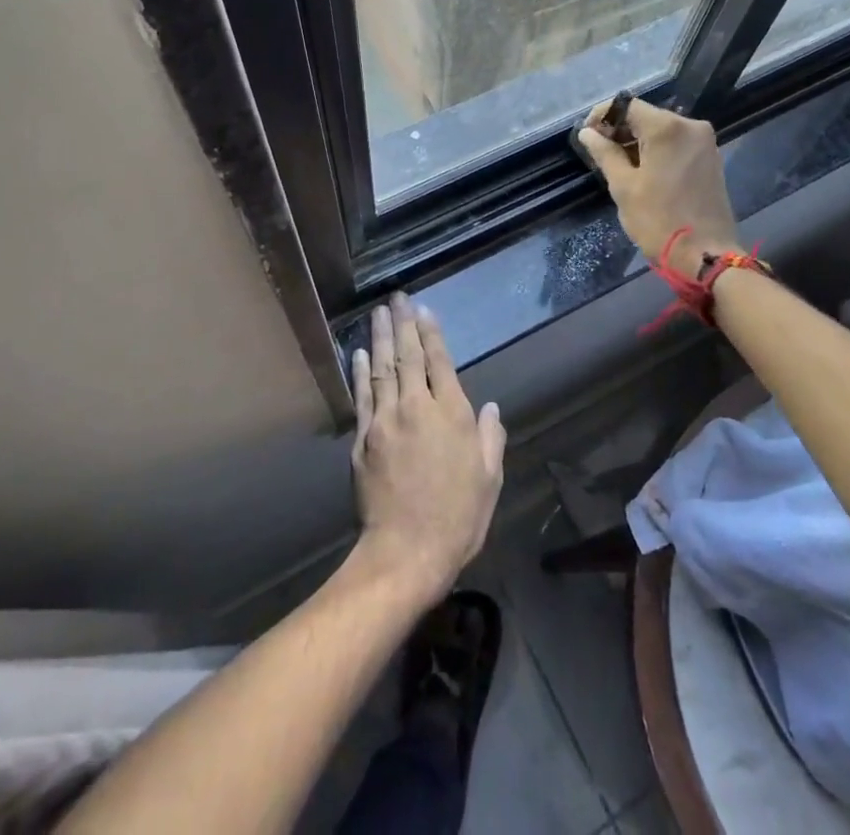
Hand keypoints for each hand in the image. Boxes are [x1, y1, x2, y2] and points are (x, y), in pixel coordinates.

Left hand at [350, 294, 506, 603]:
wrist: (406, 552)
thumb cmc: (457, 517)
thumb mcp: (489, 479)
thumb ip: (489, 437)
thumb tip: (488, 407)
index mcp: (451, 414)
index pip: (439, 362)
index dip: (431, 333)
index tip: (424, 310)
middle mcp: (416, 408)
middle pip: (408, 356)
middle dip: (403, 324)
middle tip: (397, 297)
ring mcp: (385, 421)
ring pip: (382, 368)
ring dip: (381, 337)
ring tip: (379, 312)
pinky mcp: (362, 439)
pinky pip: (362, 396)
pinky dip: (361, 371)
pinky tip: (359, 353)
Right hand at [579, 99, 739, 275]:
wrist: (706, 256)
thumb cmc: (658, 220)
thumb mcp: (623, 186)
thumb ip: (605, 153)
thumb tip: (587, 133)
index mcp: (667, 127)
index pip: (627, 105)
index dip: (603, 116)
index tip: (587, 135)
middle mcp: (690, 125)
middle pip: (646, 116)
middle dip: (620, 130)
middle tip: (598, 153)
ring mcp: (704, 142)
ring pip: (661, 130)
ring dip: (637, 142)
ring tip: (617, 165)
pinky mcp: (710, 158)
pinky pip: (676, 143)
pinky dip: (656, 151)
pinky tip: (642, 171)